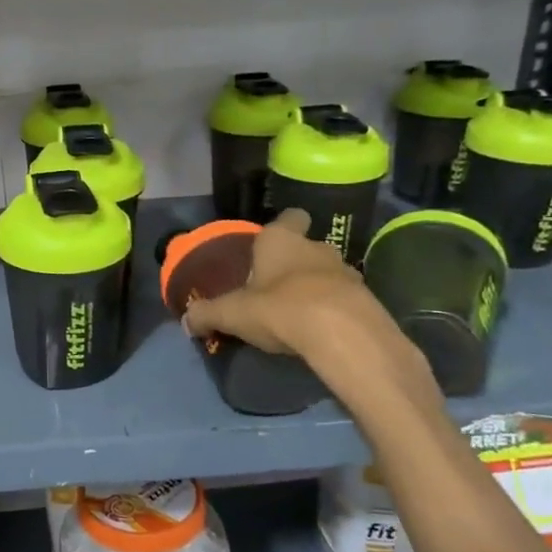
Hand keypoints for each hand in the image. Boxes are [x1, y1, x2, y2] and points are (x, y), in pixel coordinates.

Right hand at [183, 209, 438, 409]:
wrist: (343, 334)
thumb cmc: (280, 308)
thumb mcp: (232, 313)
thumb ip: (207, 314)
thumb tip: (186, 321)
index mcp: (281, 240)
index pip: (289, 217)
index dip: (282, 227)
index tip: (269, 244)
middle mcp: (316, 247)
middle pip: (305, 247)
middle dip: (293, 263)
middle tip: (274, 288)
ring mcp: (346, 271)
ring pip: (326, 272)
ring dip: (315, 287)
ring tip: (298, 313)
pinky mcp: (365, 299)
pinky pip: (344, 298)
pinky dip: (333, 309)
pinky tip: (320, 330)